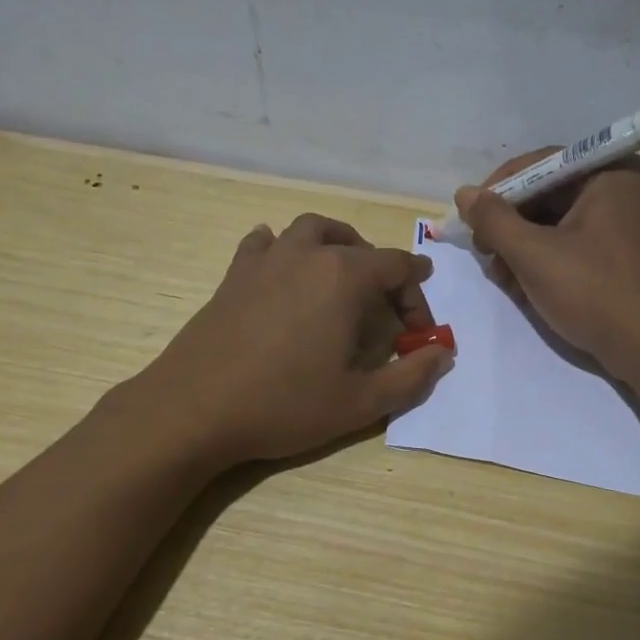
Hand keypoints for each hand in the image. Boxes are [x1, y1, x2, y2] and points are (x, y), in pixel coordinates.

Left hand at [139, 213, 453, 464]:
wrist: (195, 408)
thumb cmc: (285, 405)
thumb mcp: (361, 402)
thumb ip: (411, 376)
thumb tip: (444, 353)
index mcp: (344, 277)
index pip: (397, 267)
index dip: (418, 296)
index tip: (420, 331)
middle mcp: (307, 255)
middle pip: (357, 246)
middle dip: (382, 271)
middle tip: (387, 308)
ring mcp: (265, 260)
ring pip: (310, 231)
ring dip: (336, 245)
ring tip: (343, 274)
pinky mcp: (233, 275)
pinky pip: (264, 245)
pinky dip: (283, 249)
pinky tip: (283, 269)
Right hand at [454, 151, 639, 385]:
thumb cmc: (594, 292)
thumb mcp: (534, 255)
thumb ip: (494, 220)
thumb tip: (464, 194)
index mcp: (608, 173)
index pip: (538, 165)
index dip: (497, 191)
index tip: (469, 221)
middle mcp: (618, 188)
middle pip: (545, 195)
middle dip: (509, 226)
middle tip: (485, 255)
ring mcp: (621, 223)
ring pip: (553, 224)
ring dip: (520, 248)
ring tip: (503, 278)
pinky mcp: (617, 255)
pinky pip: (569, 245)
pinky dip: (543, 261)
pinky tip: (524, 286)